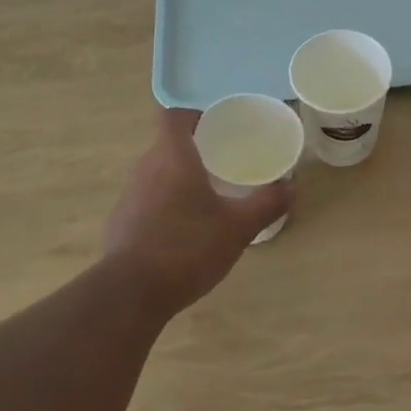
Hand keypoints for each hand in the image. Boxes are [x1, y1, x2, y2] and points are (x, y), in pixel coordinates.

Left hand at [101, 108, 291, 314]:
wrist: (128, 295)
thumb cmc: (186, 248)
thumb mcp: (237, 228)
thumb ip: (266, 204)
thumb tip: (291, 187)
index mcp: (173, 157)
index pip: (174, 115)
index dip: (194, 115)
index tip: (216, 127)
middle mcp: (145, 168)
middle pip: (166, 144)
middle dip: (192, 149)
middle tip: (220, 164)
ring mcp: (128, 196)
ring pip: (155, 173)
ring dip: (176, 179)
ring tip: (204, 198)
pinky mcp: (119, 223)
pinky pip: (144, 201)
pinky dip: (162, 206)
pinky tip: (181, 232)